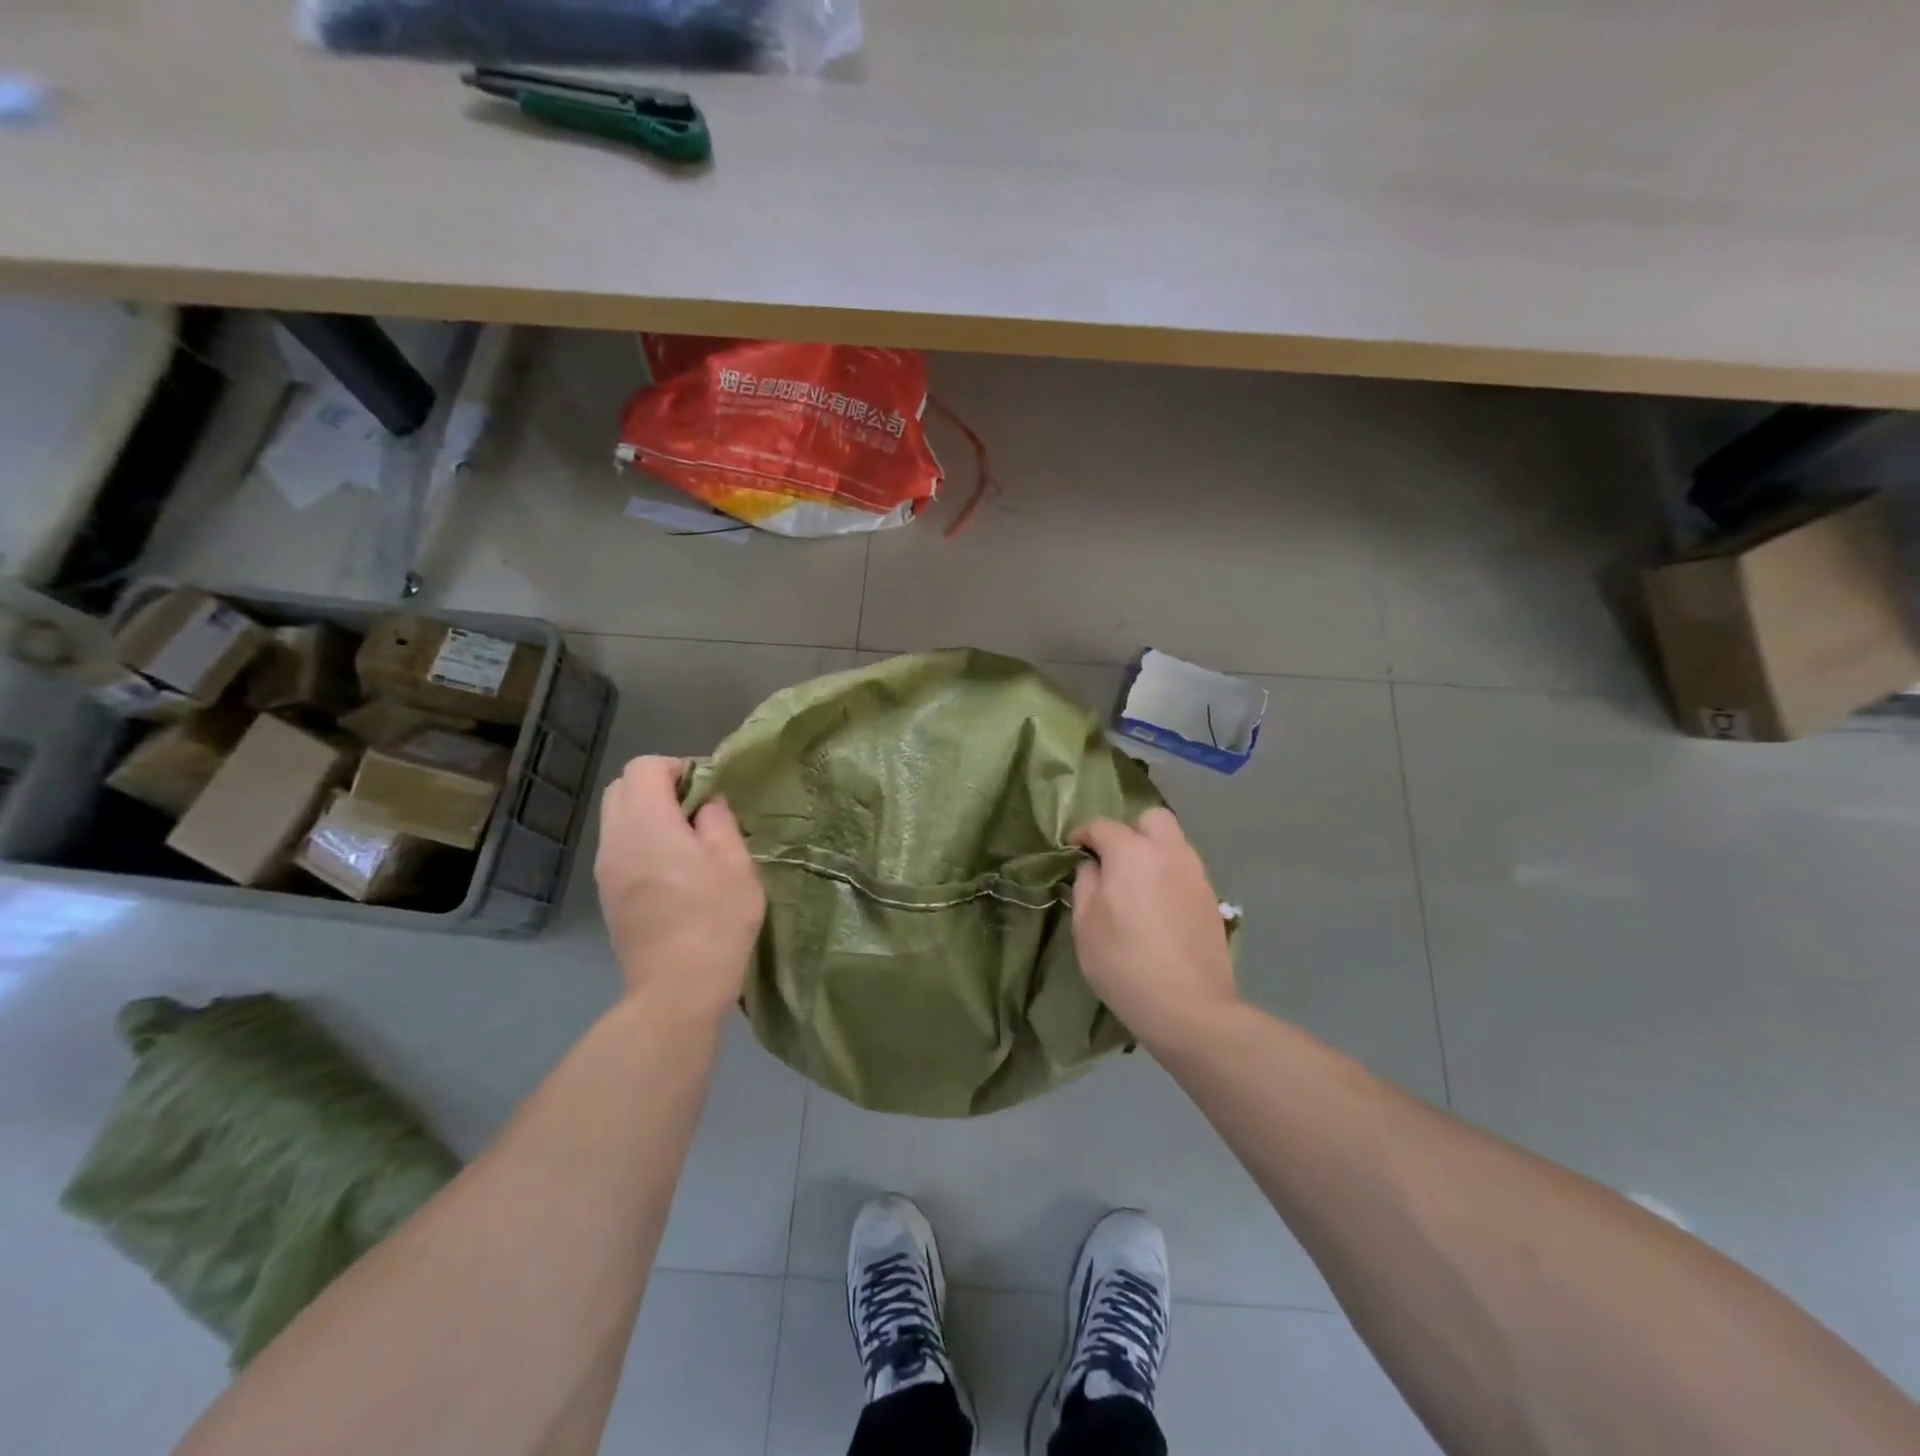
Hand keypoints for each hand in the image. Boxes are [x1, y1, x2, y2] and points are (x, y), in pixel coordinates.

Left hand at [595, 756, 764, 1021]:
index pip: (643, 767)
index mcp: (646, 824)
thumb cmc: (715, 919)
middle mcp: (615, 840)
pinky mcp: (607, 895)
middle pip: (621, 788)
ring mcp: (605, 870)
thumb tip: (706, 802)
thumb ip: (718, 820)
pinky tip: (673, 872)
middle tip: (696, 812)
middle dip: (658, 787)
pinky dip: (641, 842)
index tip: (707, 791)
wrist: (677, 989)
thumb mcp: (734, 862)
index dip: (677, 767)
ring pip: (617, 819)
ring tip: (688, 843)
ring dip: (648, 816)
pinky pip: (619, 848)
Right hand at [1070, 809, 1239, 1045]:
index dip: (1082, 835)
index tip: (1072, 850)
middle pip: (1151, 819)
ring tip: (1136, 884)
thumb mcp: (1085, 924)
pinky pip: (1186, 869)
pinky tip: (1158, 905)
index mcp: (1132, 852)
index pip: (1102, 826)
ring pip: (1173, 842)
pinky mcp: (1211, 898)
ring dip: (1152, 851)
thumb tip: (1091, 865)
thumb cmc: (1124, 963)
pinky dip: (1169, 874)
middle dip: (1129, 830)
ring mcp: (1195, 874)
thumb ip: (1085, 883)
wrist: (1188, 1007)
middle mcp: (1169, 852)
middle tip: (1113, 860)